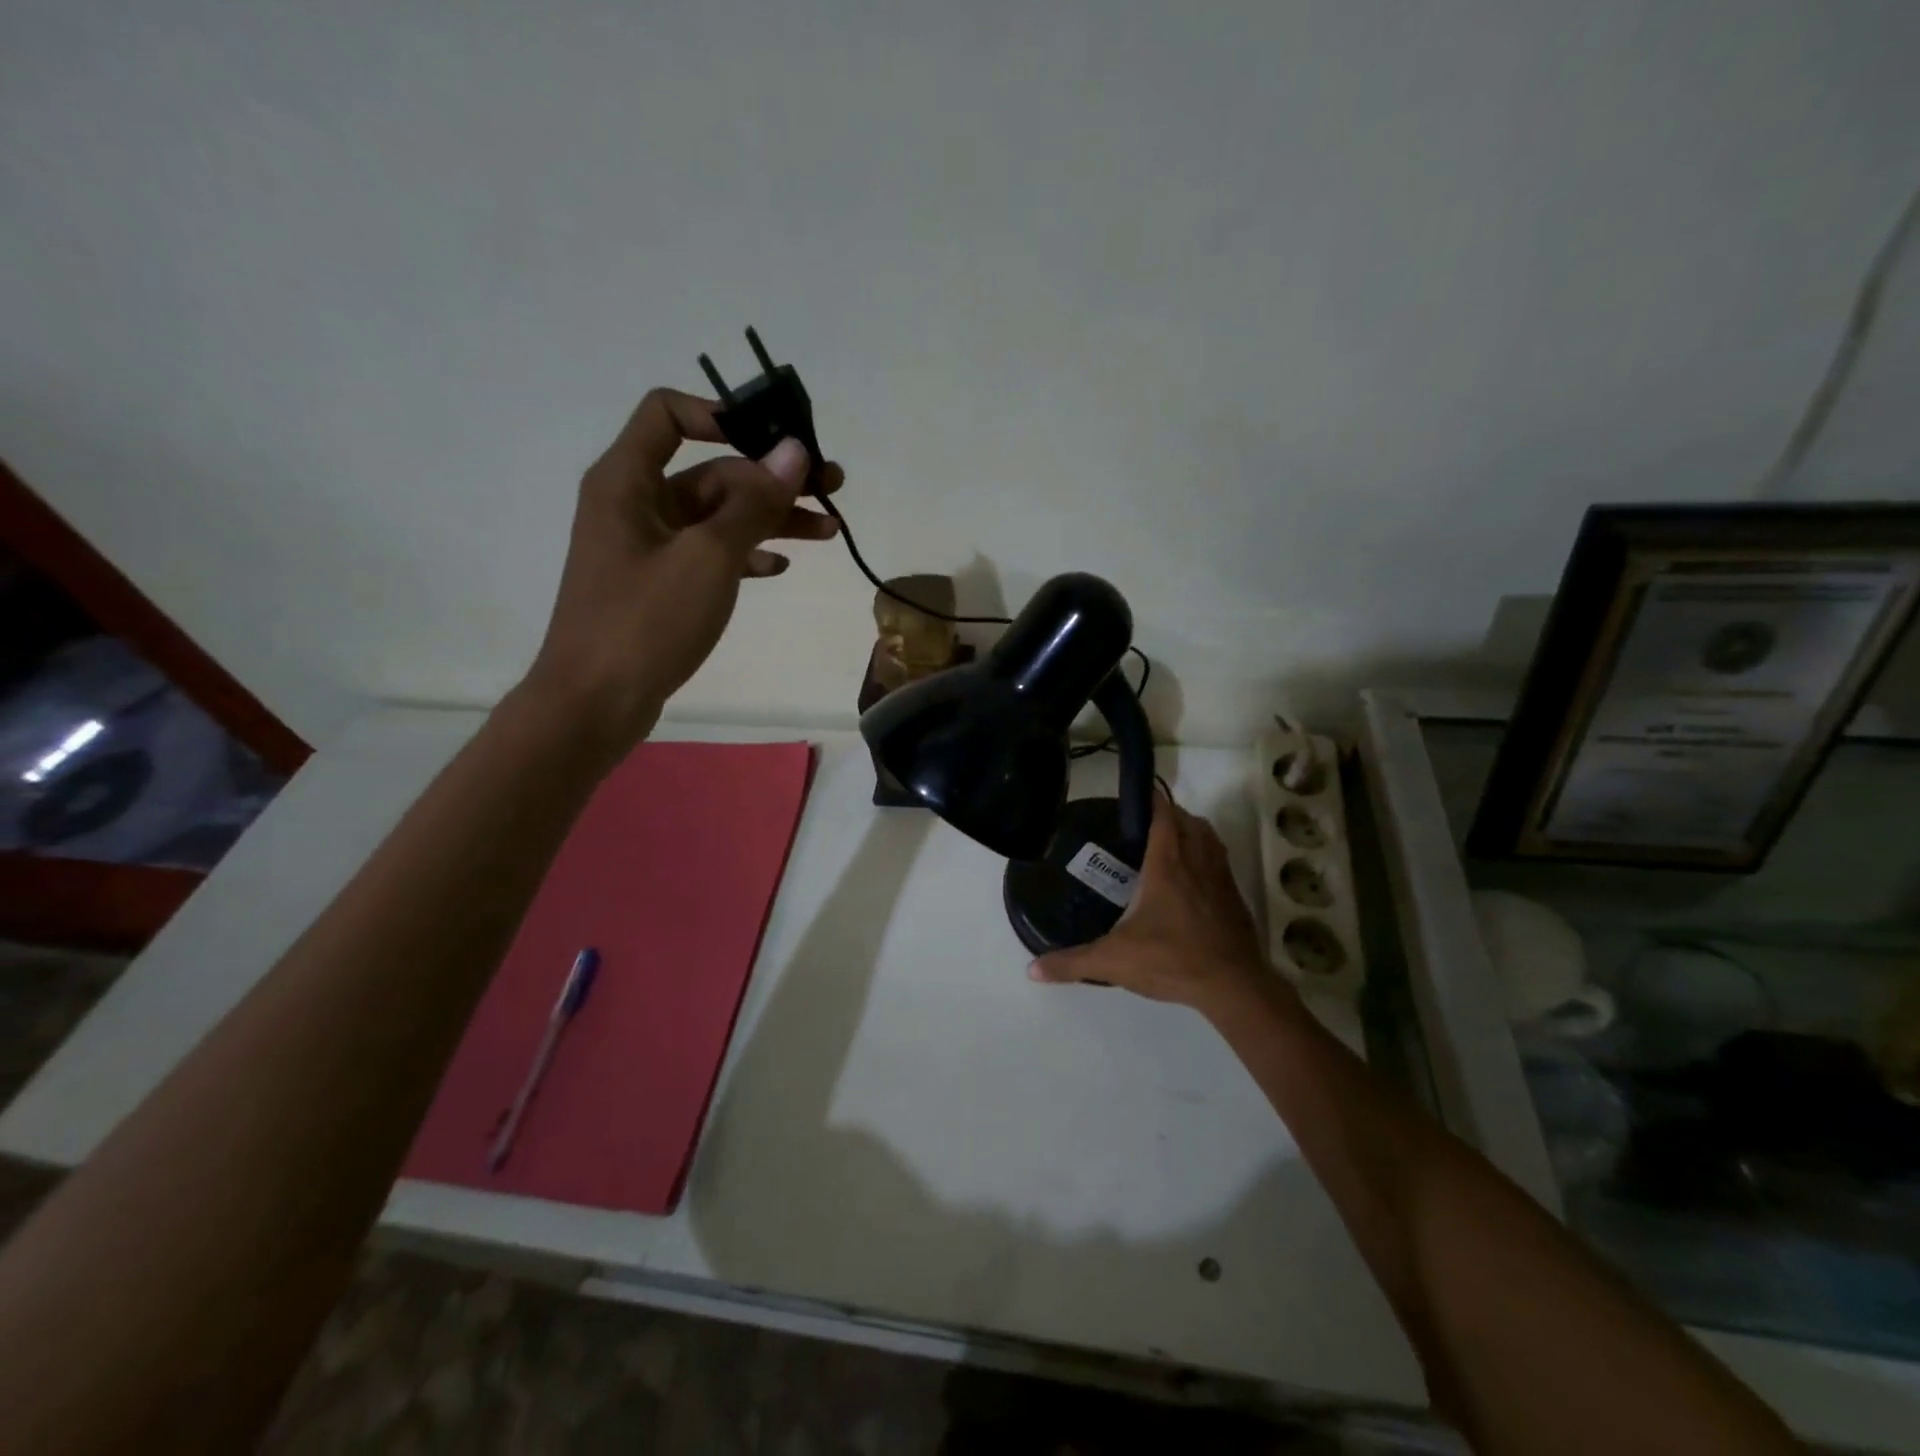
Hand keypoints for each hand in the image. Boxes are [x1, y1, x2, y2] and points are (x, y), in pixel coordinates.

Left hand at [524, 388, 842, 750]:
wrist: (595, 703)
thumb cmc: (645, 622)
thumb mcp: (708, 557)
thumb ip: (753, 503)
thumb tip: (794, 451)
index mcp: (628, 480)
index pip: (669, 414)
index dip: (723, 415)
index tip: (776, 442)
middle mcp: (636, 503)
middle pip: (711, 471)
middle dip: (771, 480)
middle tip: (832, 490)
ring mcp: (649, 547)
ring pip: (718, 517)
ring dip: (771, 519)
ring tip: (829, 531)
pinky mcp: (661, 585)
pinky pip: (710, 555)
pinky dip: (746, 554)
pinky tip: (779, 566)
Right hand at [1029, 791, 1282, 1018]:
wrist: (1234, 987)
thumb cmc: (1172, 959)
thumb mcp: (1114, 961)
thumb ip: (1072, 962)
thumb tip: (1032, 969)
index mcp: (1168, 862)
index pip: (1162, 813)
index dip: (1149, 799)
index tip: (1131, 798)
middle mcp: (1197, 860)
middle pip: (1187, 819)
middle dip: (1167, 814)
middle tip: (1140, 825)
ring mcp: (1221, 877)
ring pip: (1208, 837)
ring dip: (1190, 831)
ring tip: (1165, 844)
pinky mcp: (1235, 898)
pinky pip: (1220, 861)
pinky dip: (1205, 856)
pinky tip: (1189, 879)